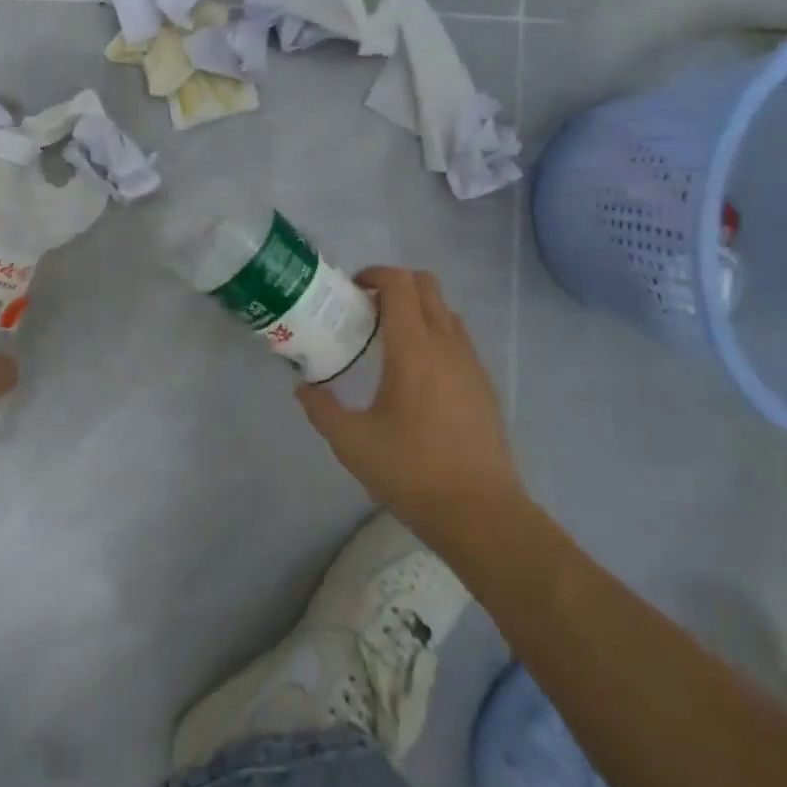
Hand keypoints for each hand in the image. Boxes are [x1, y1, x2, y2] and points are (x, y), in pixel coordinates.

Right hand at [296, 267, 525, 549]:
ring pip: (446, 311)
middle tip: (367, 310)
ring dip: (418, 309)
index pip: (400, 284)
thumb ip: (322, 409)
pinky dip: (436, 334)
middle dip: (396, 284)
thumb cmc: (412, 471)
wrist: (480, 511)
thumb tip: (302, 387)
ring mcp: (471, 362)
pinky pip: (458, 338)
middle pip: (427, 285)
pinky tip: (418, 374)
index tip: (352, 290)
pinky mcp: (484, 383)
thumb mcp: (352, 443)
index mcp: (414, 348)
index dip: (375, 274)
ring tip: (390, 340)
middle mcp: (447, 344)